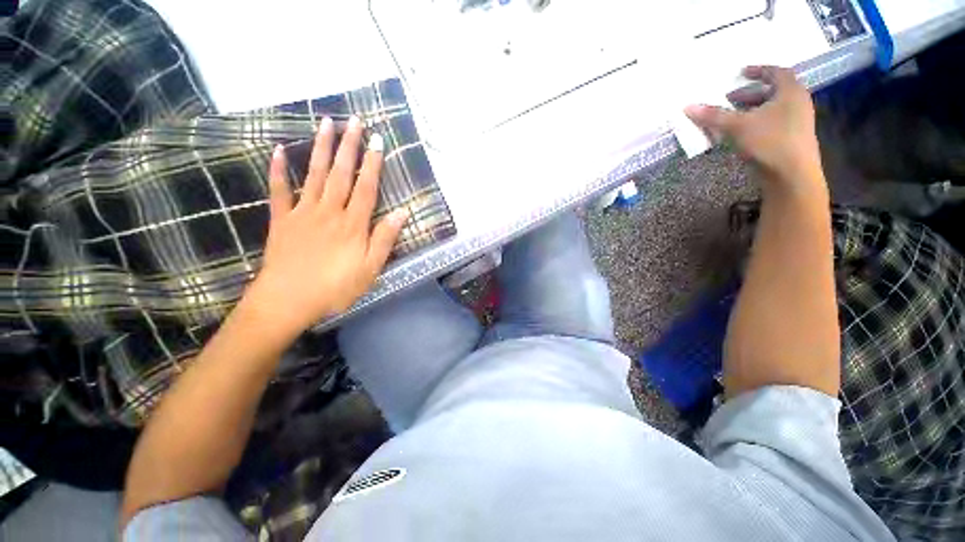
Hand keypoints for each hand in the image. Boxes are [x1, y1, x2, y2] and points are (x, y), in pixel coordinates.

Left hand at [246, 116, 407, 335]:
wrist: (288, 301)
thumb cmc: (336, 288)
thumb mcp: (371, 268)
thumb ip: (385, 238)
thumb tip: (403, 213)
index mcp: (352, 224)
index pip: (366, 187)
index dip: (373, 164)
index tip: (378, 141)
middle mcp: (329, 211)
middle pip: (341, 174)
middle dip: (349, 146)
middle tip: (354, 121)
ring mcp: (303, 213)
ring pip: (314, 174)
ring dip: (320, 148)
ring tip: (325, 123)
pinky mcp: (281, 220)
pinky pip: (279, 191)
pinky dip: (278, 170)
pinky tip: (278, 151)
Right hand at [685, 66, 823, 194]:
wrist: (792, 176)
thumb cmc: (770, 142)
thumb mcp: (738, 126)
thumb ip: (713, 116)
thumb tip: (688, 107)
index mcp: (790, 92)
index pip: (776, 72)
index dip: (758, 70)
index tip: (741, 73)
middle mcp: (797, 103)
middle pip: (773, 92)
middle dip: (749, 94)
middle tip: (728, 100)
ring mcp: (796, 123)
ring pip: (771, 109)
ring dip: (751, 110)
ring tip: (731, 118)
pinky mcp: (791, 139)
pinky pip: (771, 124)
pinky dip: (755, 124)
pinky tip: (740, 134)